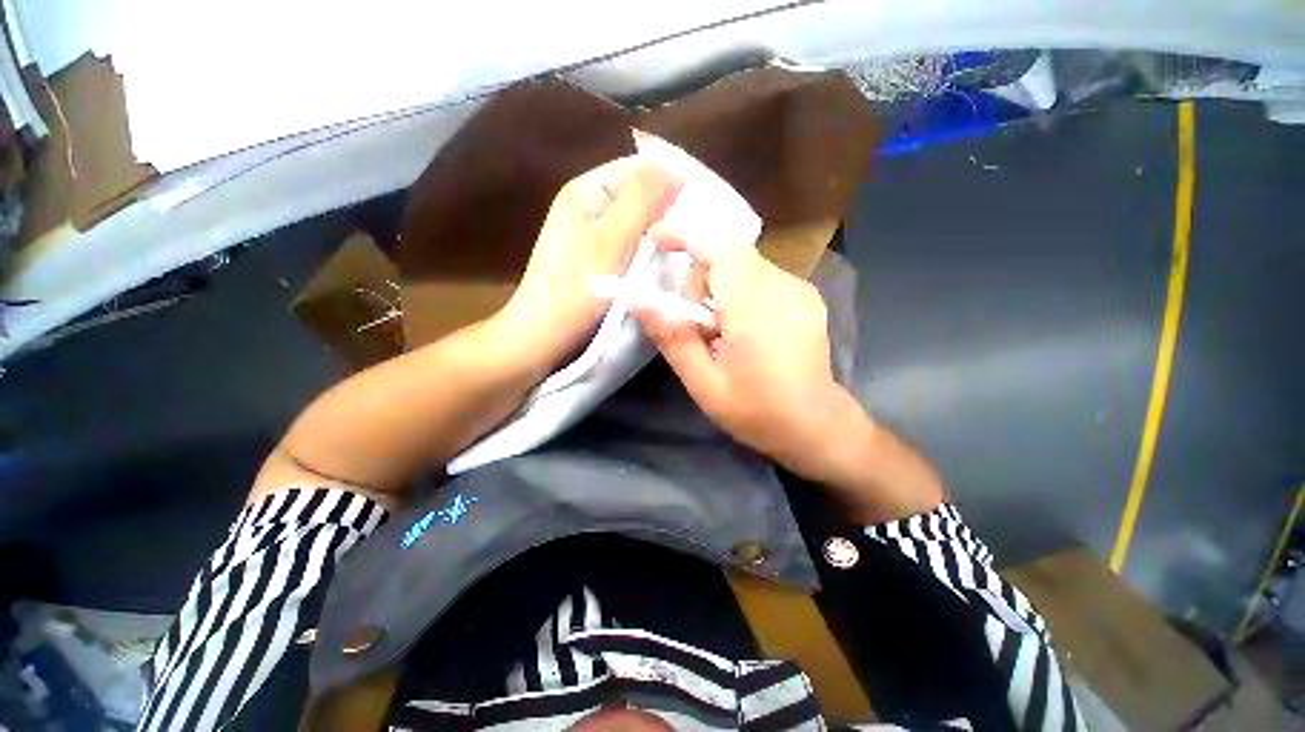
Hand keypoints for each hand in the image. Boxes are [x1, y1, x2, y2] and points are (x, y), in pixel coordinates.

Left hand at [499, 159, 679, 373]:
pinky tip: (664, 265)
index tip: (705, 208)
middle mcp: (589, 204)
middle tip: (698, 235)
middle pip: (640, 194)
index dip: (674, 181)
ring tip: (687, 250)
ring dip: (660, 234)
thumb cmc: (574, 290)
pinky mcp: (596, 258)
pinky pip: (631, 244)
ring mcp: (591, 233)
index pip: (641, 168)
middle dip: (669, 211)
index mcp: (588, 189)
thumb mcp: (611, 241)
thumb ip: (642, 200)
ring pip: (637, 222)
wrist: (542, 336)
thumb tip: (678, 169)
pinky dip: (648, 251)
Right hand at [636, 241, 854, 477]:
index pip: (718, 245)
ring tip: (722, 335)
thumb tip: (639, 300)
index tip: (656, 242)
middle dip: (700, 282)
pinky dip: (740, 294)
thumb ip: (672, 338)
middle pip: (727, 255)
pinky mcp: (806, 295)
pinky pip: (760, 278)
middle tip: (696, 326)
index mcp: (755, 307)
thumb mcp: (704, 384)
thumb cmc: (758, 412)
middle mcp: (782, 286)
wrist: (818, 425)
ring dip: (719, 290)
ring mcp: (799, 288)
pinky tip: (745, 331)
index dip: (684, 235)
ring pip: (742, 266)